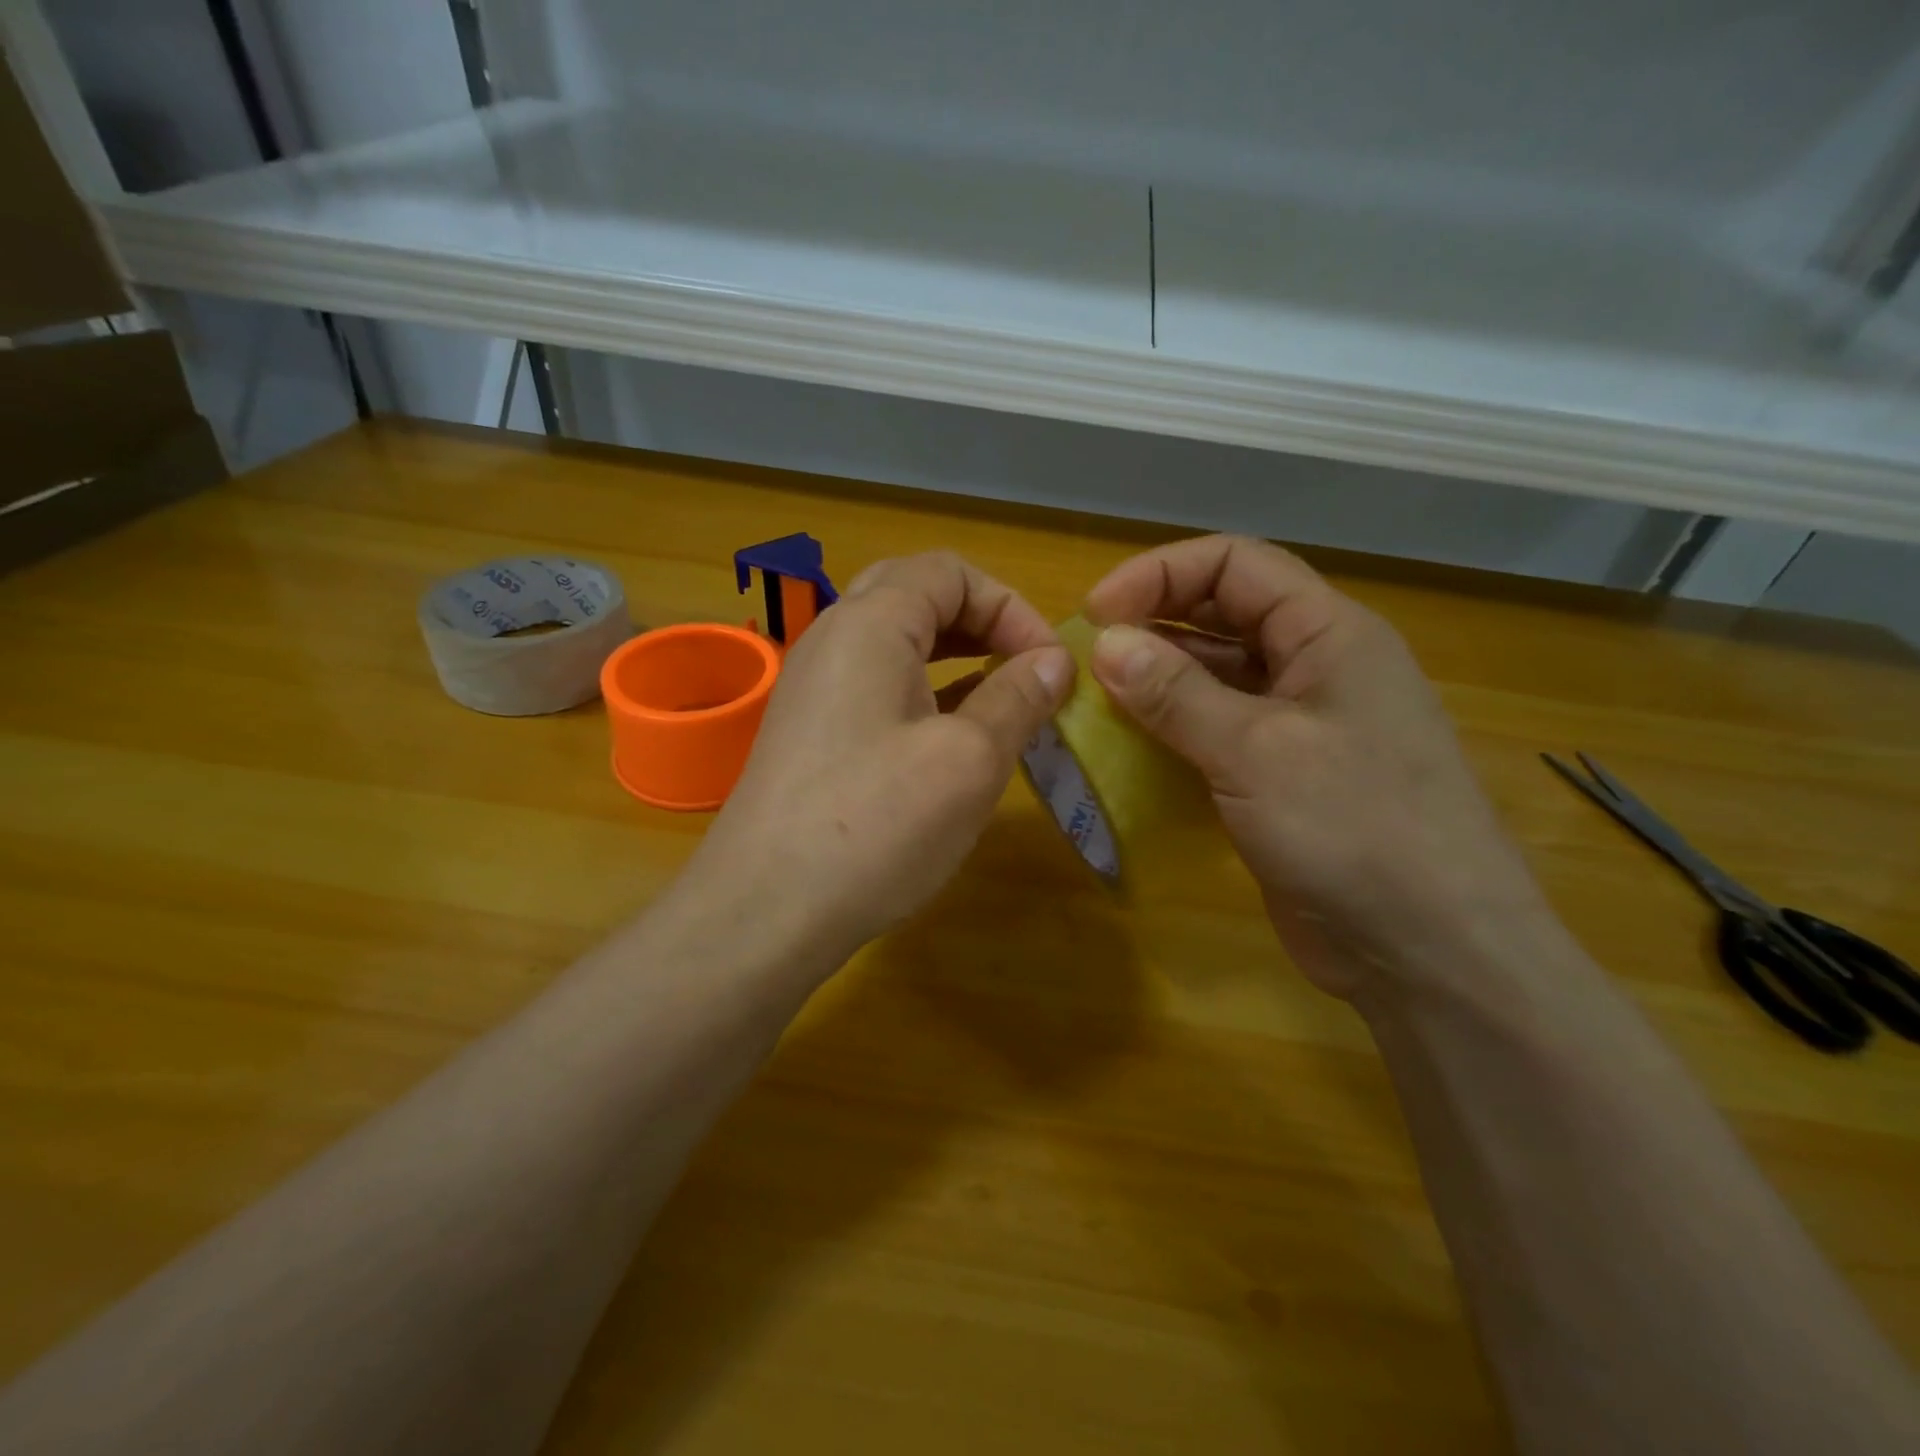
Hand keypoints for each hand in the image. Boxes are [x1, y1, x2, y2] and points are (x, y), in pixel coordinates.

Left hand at [687, 551, 1073, 972]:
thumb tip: (1054, 661)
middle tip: (1024, 669)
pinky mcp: (809, 731)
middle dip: (982, 623)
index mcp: (870, 624)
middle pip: (917, 595)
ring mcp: (813, 686)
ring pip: (895, 642)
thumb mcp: (968, 761)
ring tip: (1001, 698)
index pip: (950, 571)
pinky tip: (953, 734)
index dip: (1011, 607)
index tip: (1049, 665)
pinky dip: (923, 691)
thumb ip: (1017, 698)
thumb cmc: (876, 826)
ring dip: (954, 657)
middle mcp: (833, 639)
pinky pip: (875, 685)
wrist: (764, 911)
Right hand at [1083, 535, 1547, 998]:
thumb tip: (1105, 643)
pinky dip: (1171, 732)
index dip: (1161, 573)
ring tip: (1094, 702)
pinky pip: (1216, 733)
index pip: (1236, 564)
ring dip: (1156, 682)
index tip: (1097, 613)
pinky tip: (1127, 750)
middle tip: (1088, 657)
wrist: (1430, 954)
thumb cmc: (1355, 831)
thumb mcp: (1256, 751)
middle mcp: (1315, 668)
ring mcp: (1300, 726)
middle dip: (1154, 624)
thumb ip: (1176, 694)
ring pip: (1216, 677)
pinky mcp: (1281, 778)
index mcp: (1328, 634)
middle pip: (1223, 615)